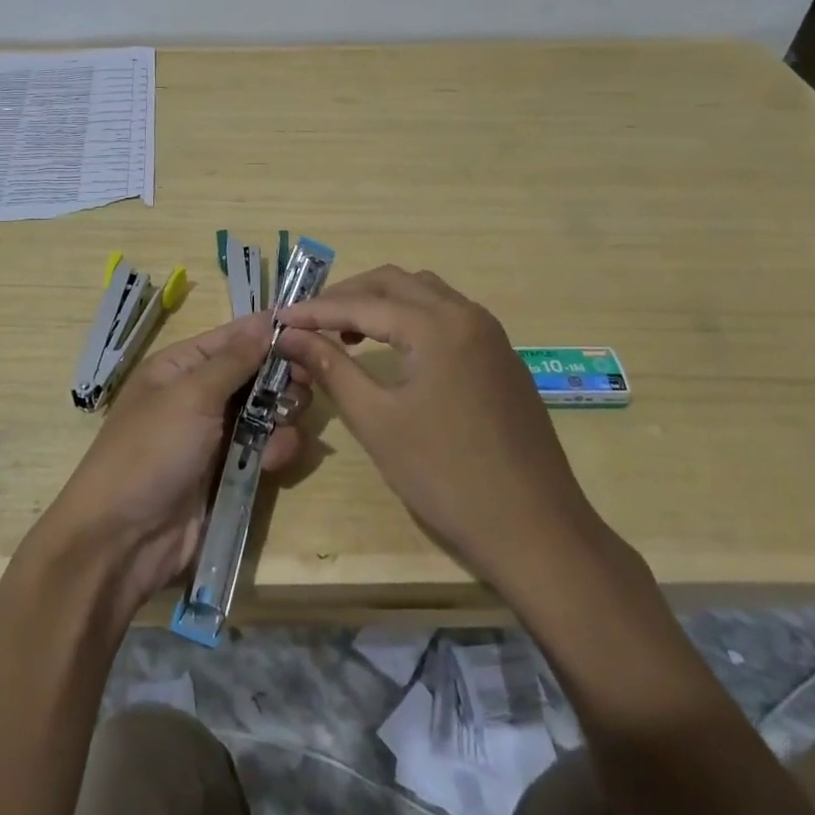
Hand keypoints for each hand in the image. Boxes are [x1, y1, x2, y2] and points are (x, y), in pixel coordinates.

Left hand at [34, 314, 311, 613]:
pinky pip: (263, 449)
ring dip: (281, 417)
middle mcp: (198, 396)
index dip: (266, 333)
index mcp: (179, 368)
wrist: (123, 540)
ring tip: (285, 426)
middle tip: (303, 386)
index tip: (308, 331)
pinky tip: (275, 460)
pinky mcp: (229, 474)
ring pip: (265, 413)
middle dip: (280, 379)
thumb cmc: (151, 451)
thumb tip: (264, 319)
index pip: (231, 338)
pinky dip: (275, 450)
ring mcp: (214, 437)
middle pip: (253, 375)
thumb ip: (234, 360)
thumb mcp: (191, 396)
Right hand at [275, 266, 603, 592]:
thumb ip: (332, 368)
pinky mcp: (502, 358)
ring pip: (426, 293)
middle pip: (396, 282)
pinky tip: (396, 349)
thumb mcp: (378, 421)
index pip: (362, 303)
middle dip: (348, 295)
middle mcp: (467, 315)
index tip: (277, 319)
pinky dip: (412, 318)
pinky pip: (448, 316)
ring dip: (383, 302)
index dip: (315, 310)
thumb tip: (290, 336)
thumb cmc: (447, 477)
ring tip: (348, 332)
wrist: (537, 531)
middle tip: (310, 321)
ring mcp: (491, 335)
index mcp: (437, 325)